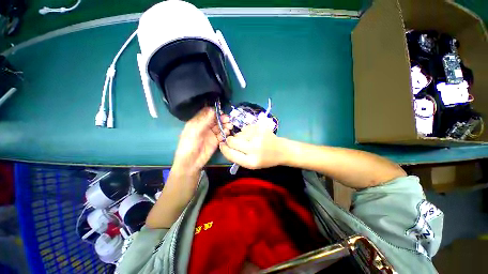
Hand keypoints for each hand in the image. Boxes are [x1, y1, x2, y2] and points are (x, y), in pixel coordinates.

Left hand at [173, 107, 231, 172]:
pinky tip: (227, 133)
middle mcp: (205, 126)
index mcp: (197, 122)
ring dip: (225, 125)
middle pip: (215, 119)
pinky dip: (225, 133)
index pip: (207, 113)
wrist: (191, 162)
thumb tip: (213, 109)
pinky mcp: (216, 141)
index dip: (214, 112)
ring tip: (229, 126)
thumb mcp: (195, 131)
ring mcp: (211, 134)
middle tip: (228, 119)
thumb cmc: (189, 145)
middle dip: (222, 118)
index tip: (221, 112)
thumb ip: (204, 121)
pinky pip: (222, 135)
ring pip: (220, 126)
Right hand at [219, 118, 282, 169]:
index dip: (224, 149)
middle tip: (235, 141)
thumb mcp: (251, 164)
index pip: (230, 154)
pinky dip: (246, 131)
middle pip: (232, 141)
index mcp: (251, 162)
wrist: (282, 150)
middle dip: (230, 140)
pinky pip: (246, 128)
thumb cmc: (266, 159)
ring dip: (240, 136)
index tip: (222, 145)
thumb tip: (225, 146)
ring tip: (250, 140)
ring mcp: (258, 136)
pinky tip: (254, 135)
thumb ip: (237, 157)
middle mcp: (254, 148)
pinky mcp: (261, 127)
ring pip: (239, 133)